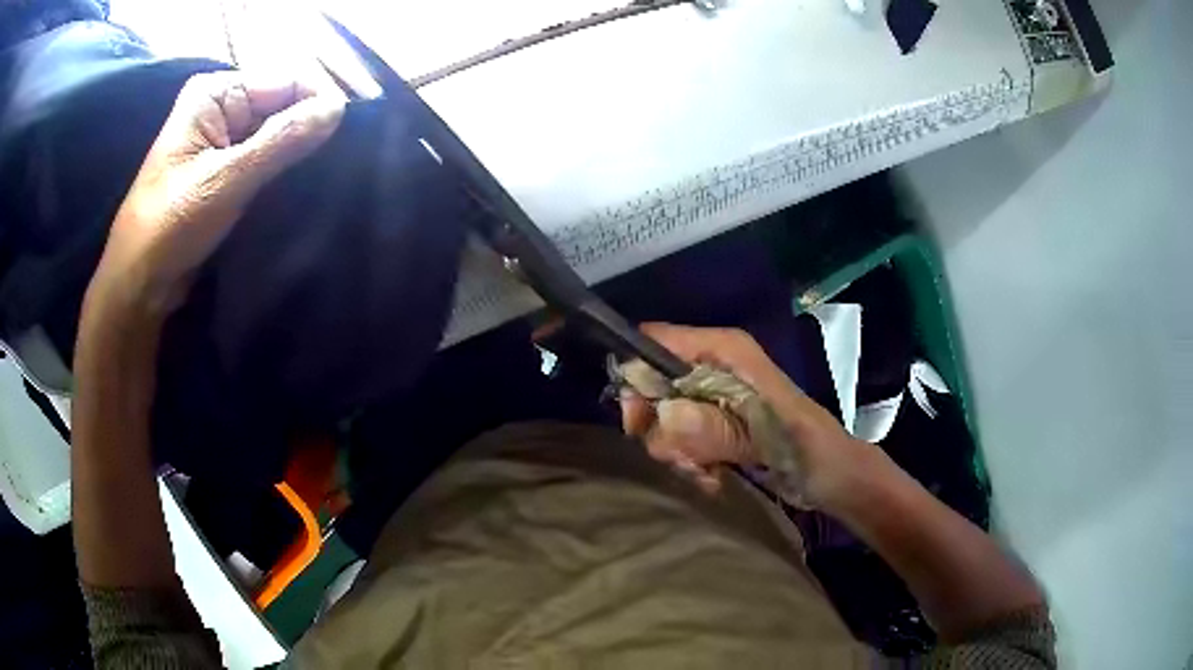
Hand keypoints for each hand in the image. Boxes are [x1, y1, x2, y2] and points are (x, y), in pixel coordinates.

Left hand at [86, 71, 345, 317]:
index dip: (318, 104)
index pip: (287, 81)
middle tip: (336, 166)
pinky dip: (283, 174)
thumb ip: (282, 140)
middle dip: (308, 131)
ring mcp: (222, 139)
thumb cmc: (170, 227)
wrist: (139, 286)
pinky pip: (265, 161)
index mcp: (216, 93)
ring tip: (323, 180)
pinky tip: (300, 190)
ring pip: (277, 135)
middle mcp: (221, 107)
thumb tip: (339, 108)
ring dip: (298, 156)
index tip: (347, 140)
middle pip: (283, 105)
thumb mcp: (226, 180)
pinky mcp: (224, 171)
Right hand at [620, 323, 870, 506]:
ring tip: (706, 472)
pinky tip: (710, 477)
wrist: (831, 475)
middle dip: (659, 428)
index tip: (641, 424)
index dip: (637, 376)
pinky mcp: (712, 425)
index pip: (654, 341)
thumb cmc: (809, 448)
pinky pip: (677, 440)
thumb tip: (662, 419)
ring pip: (661, 419)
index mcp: (724, 350)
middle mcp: (710, 366)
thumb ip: (716, 428)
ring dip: (675, 452)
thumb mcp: (767, 438)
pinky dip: (686, 462)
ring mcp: (710, 397)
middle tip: (684, 459)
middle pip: (650, 385)